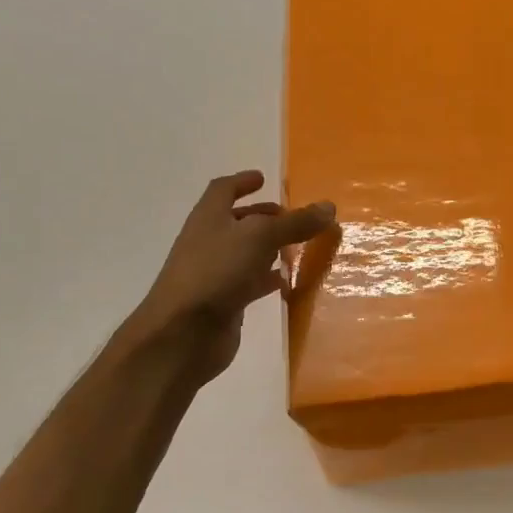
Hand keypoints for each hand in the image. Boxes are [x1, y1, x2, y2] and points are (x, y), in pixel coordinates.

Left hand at [113, 171, 334, 384]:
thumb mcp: (260, 238)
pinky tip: (289, 282)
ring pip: (246, 253)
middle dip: (262, 216)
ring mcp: (215, 273)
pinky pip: (250, 283)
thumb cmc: (216, 272)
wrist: (183, 334)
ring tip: (297, 247)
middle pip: (236, 222)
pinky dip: (269, 279)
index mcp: (209, 217)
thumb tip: (328, 206)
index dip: (242, 181)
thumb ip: (295, 223)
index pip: (223, 190)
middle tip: (290, 216)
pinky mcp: (225, 302)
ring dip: (268, 248)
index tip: (263, 179)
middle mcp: (209, 241)